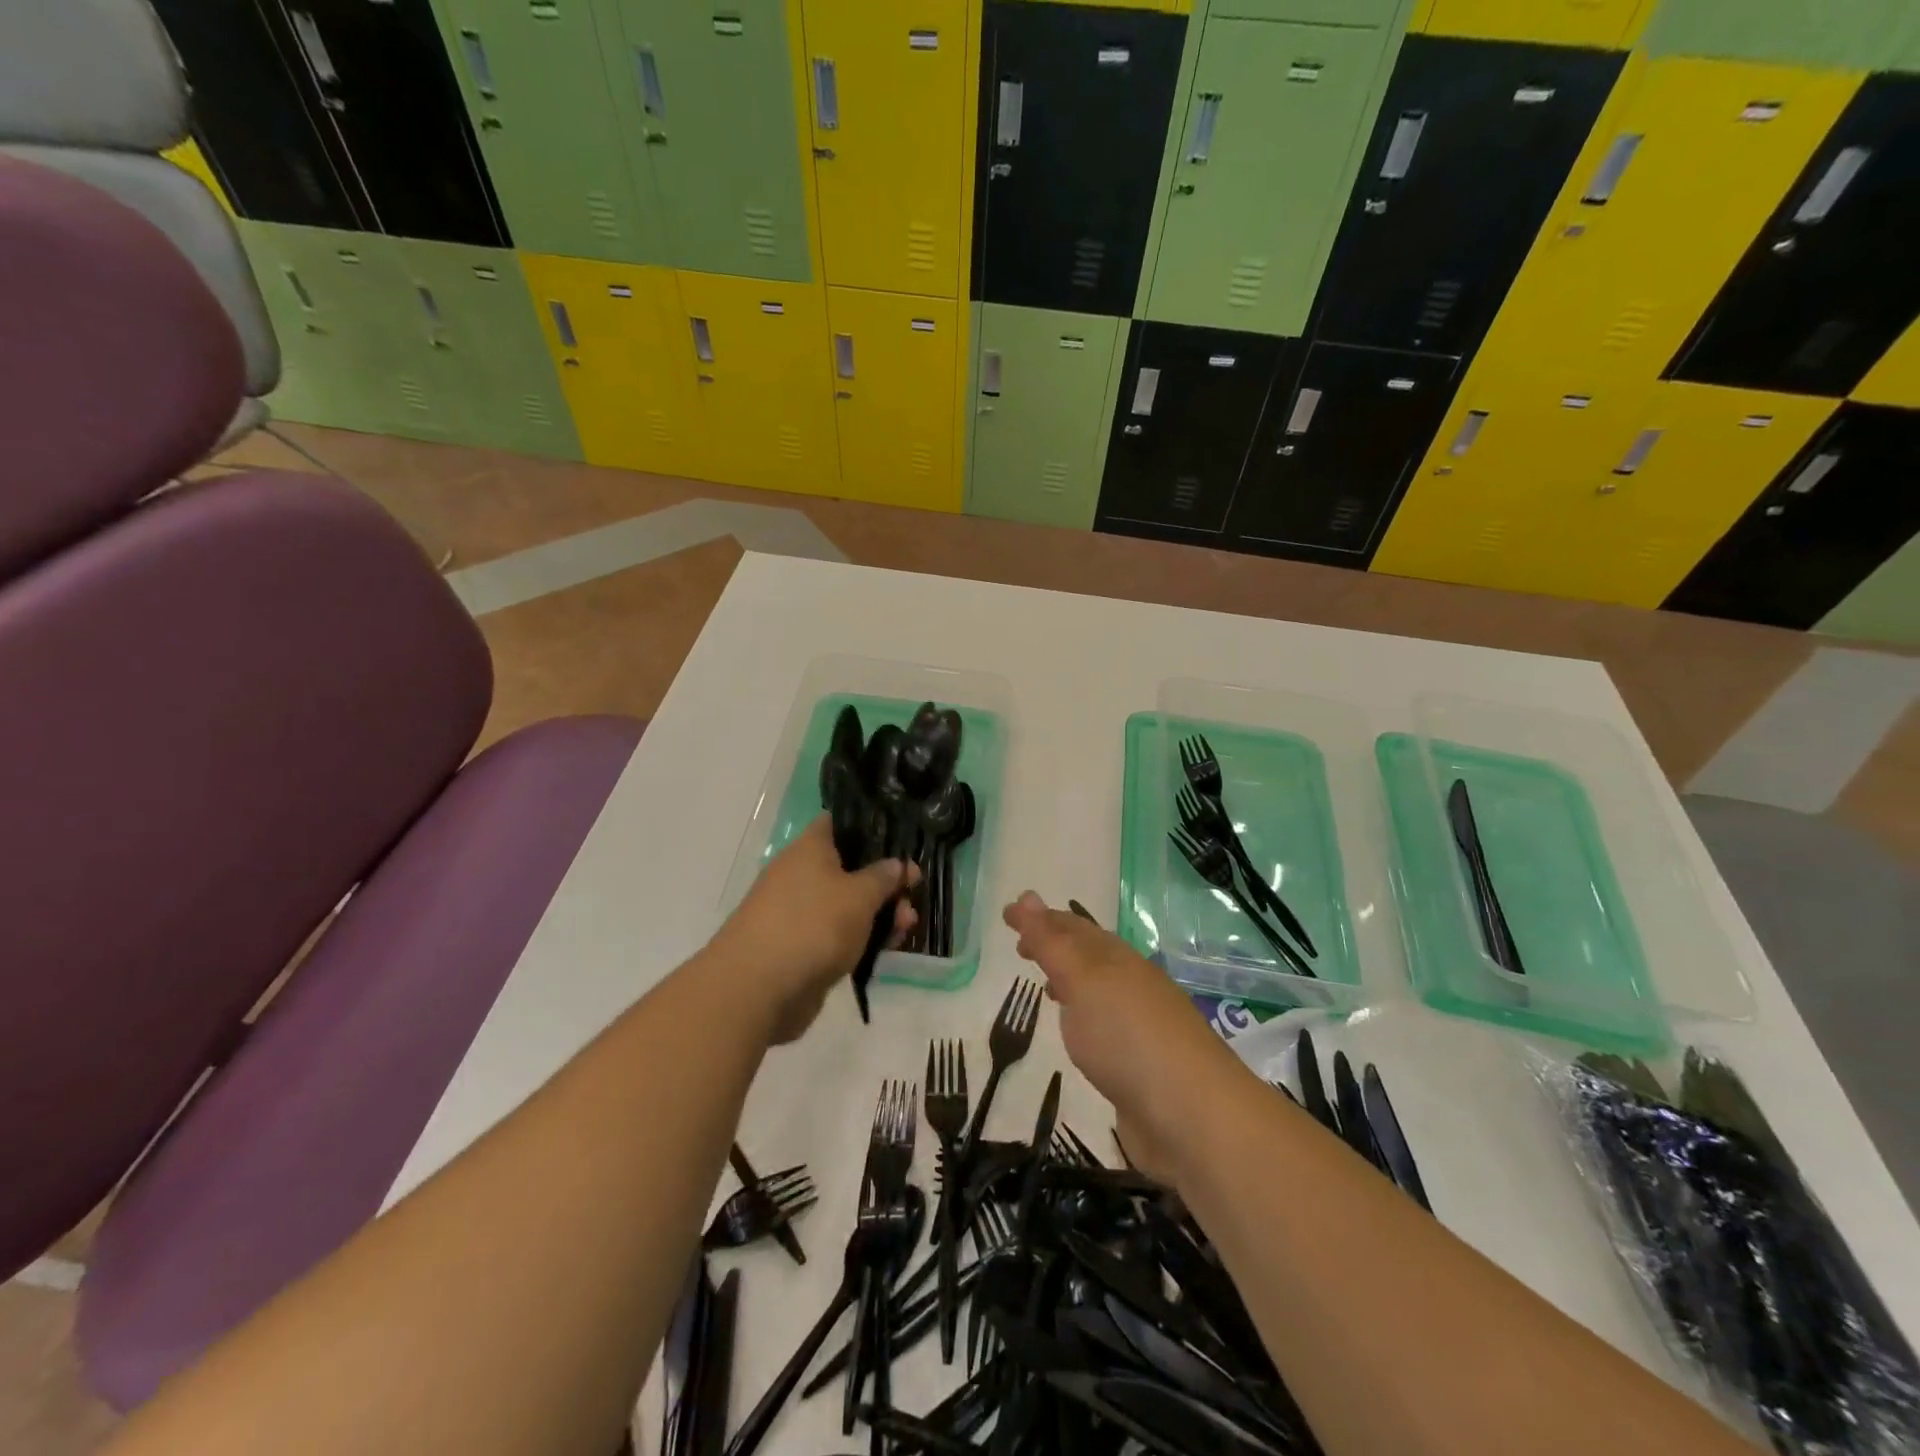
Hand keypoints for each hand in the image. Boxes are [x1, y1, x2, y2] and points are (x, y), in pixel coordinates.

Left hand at [711, 817, 919, 1042]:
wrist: (758, 989)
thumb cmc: (813, 925)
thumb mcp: (859, 896)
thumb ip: (883, 877)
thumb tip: (896, 863)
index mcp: (810, 848)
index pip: (840, 823)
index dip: (871, 828)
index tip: (900, 840)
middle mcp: (801, 874)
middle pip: (850, 868)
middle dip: (884, 882)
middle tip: (913, 893)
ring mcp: (799, 912)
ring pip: (846, 904)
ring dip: (878, 914)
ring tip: (906, 928)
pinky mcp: (801, 947)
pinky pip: (837, 934)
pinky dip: (861, 938)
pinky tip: (886, 948)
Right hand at [1002, 891, 1244, 1181]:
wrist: (1192, 1117)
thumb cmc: (1127, 1037)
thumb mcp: (1082, 980)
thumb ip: (1051, 942)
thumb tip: (1025, 895)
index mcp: (1117, 959)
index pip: (1073, 927)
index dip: (1039, 918)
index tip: (1006, 915)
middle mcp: (1132, 984)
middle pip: (1090, 955)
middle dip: (1056, 945)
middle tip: (1020, 948)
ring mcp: (1141, 1025)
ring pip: (1099, 991)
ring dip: (1071, 981)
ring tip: (1046, 986)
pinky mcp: (1144, 1065)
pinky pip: (1106, 1027)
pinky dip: (1084, 1018)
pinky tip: (1079, 1036)